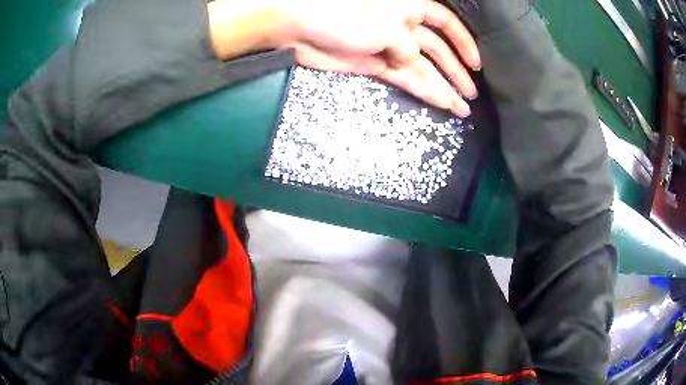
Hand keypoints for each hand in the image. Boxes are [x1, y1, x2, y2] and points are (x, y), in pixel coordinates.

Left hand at [208, 0, 479, 116]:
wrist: (302, 29)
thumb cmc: (345, 16)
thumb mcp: (388, 27)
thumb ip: (409, 48)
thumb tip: (415, 62)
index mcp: (409, 9)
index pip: (445, 23)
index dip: (463, 42)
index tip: (477, 64)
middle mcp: (403, 27)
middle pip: (437, 51)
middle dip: (456, 72)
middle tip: (473, 94)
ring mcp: (389, 48)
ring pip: (424, 69)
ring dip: (444, 87)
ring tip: (463, 108)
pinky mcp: (376, 65)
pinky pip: (406, 79)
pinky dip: (423, 91)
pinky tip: (441, 103)